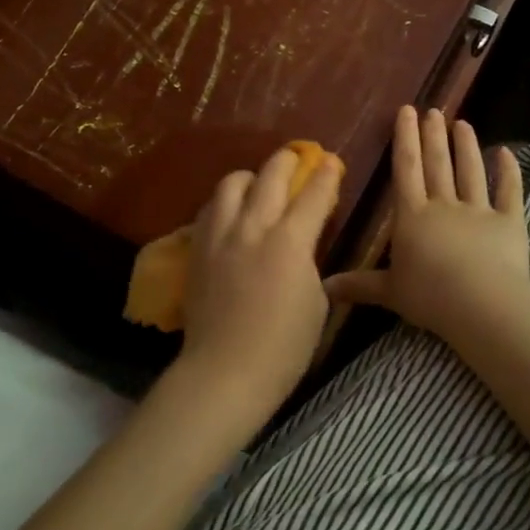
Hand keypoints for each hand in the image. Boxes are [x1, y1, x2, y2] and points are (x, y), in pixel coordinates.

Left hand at [174, 145, 343, 421]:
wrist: (225, 371)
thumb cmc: (284, 348)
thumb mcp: (315, 302)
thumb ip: (308, 261)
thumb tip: (302, 244)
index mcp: (290, 242)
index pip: (313, 194)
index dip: (326, 175)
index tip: (332, 162)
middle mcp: (253, 227)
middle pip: (270, 175)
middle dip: (288, 160)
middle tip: (298, 158)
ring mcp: (220, 235)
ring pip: (232, 183)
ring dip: (251, 177)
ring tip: (258, 185)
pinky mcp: (197, 248)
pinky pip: (210, 209)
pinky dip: (225, 202)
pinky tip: (231, 214)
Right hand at [326, 106, 529, 343]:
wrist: (483, 306)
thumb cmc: (430, 297)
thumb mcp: (389, 292)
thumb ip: (358, 284)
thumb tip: (322, 287)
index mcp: (412, 217)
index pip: (406, 169)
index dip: (405, 139)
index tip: (407, 111)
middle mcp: (444, 206)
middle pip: (437, 164)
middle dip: (433, 135)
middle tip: (433, 109)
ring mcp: (479, 211)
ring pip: (471, 171)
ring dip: (466, 146)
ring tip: (463, 123)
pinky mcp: (510, 223)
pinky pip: (510, 193)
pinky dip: (510, 172)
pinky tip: (507, 152)